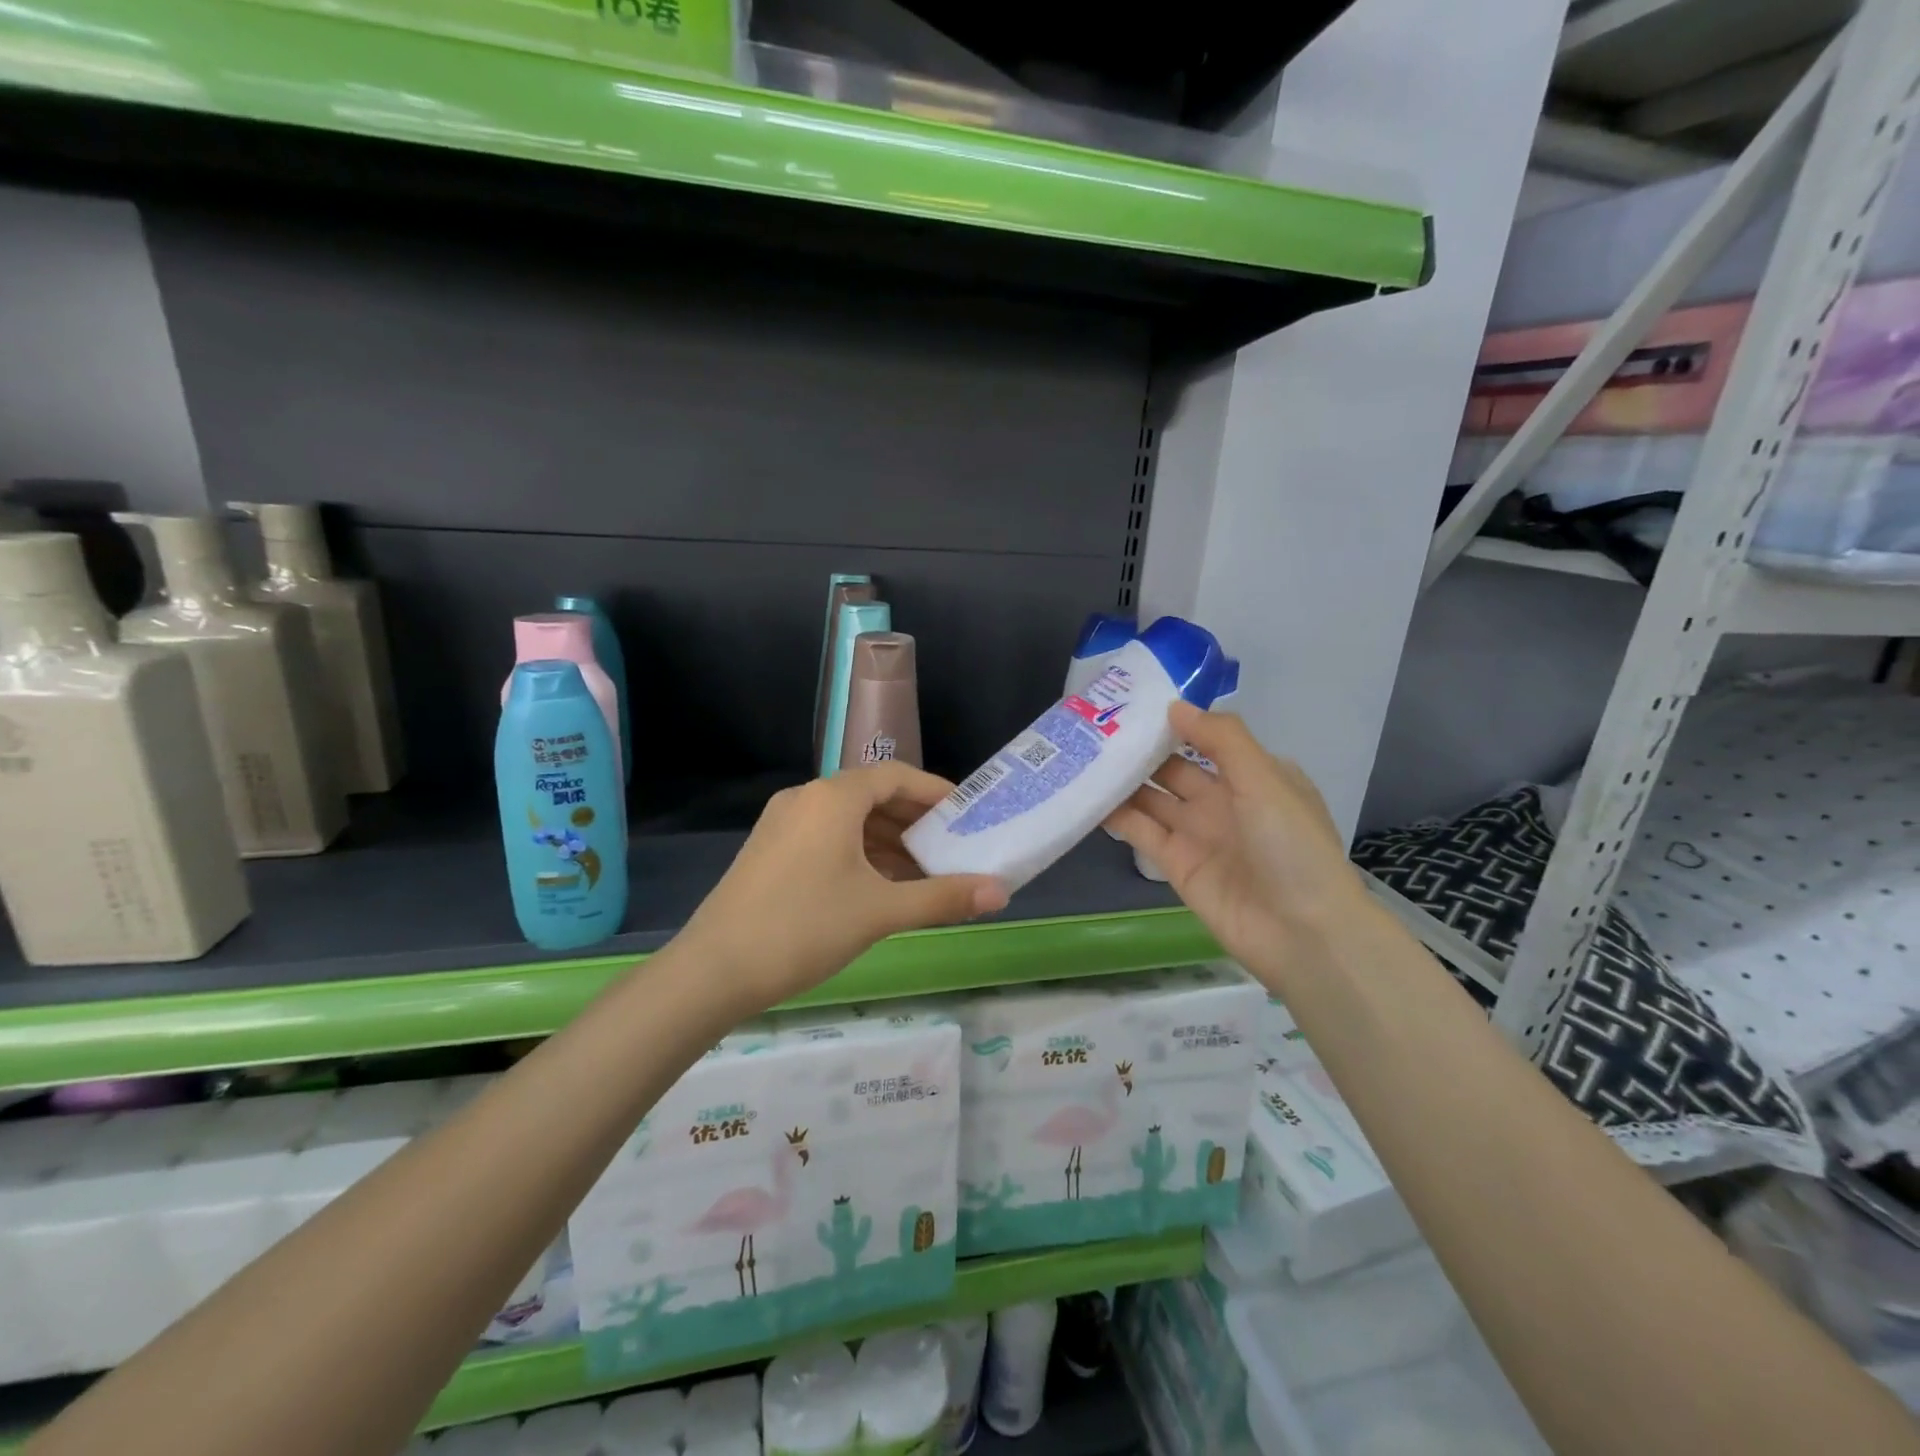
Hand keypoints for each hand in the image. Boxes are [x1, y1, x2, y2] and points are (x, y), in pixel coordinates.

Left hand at [680, 763, 1008, 1010]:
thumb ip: (942, 898)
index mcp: (833, 797)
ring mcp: (782, 824)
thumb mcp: (880, 911)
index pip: (897, 777)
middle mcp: (805, 798)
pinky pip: (827, 838)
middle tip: (951, 849)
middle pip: (872, 796)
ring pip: (848, 821)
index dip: (936, 793)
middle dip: (914, 822)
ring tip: (922, 874)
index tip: (967, 816)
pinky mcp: (770, 850)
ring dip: (888, 842)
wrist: (713, 971)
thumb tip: (1001, 893)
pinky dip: (859, 854)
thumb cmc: (804, 927)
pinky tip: (879, 887)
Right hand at [1104, 702, 1368, 994]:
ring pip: (1152, 798)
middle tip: (1095, 725)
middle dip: (1140, 749)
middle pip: (1173, 768)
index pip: (1207, 738)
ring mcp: (1198, 834)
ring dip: (1122, 780)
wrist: (1302, 932)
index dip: (1174, 722)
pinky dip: (1116, 815)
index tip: (1133, 701)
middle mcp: (1224, 801)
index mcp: (1254, 776)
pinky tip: (1087, 795)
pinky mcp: (1175, 864)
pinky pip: (1141, 832)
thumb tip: (1174, 706)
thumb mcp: (1265, 779)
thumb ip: (1221, 738)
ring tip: (1082, 755)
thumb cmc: (1291, 846)